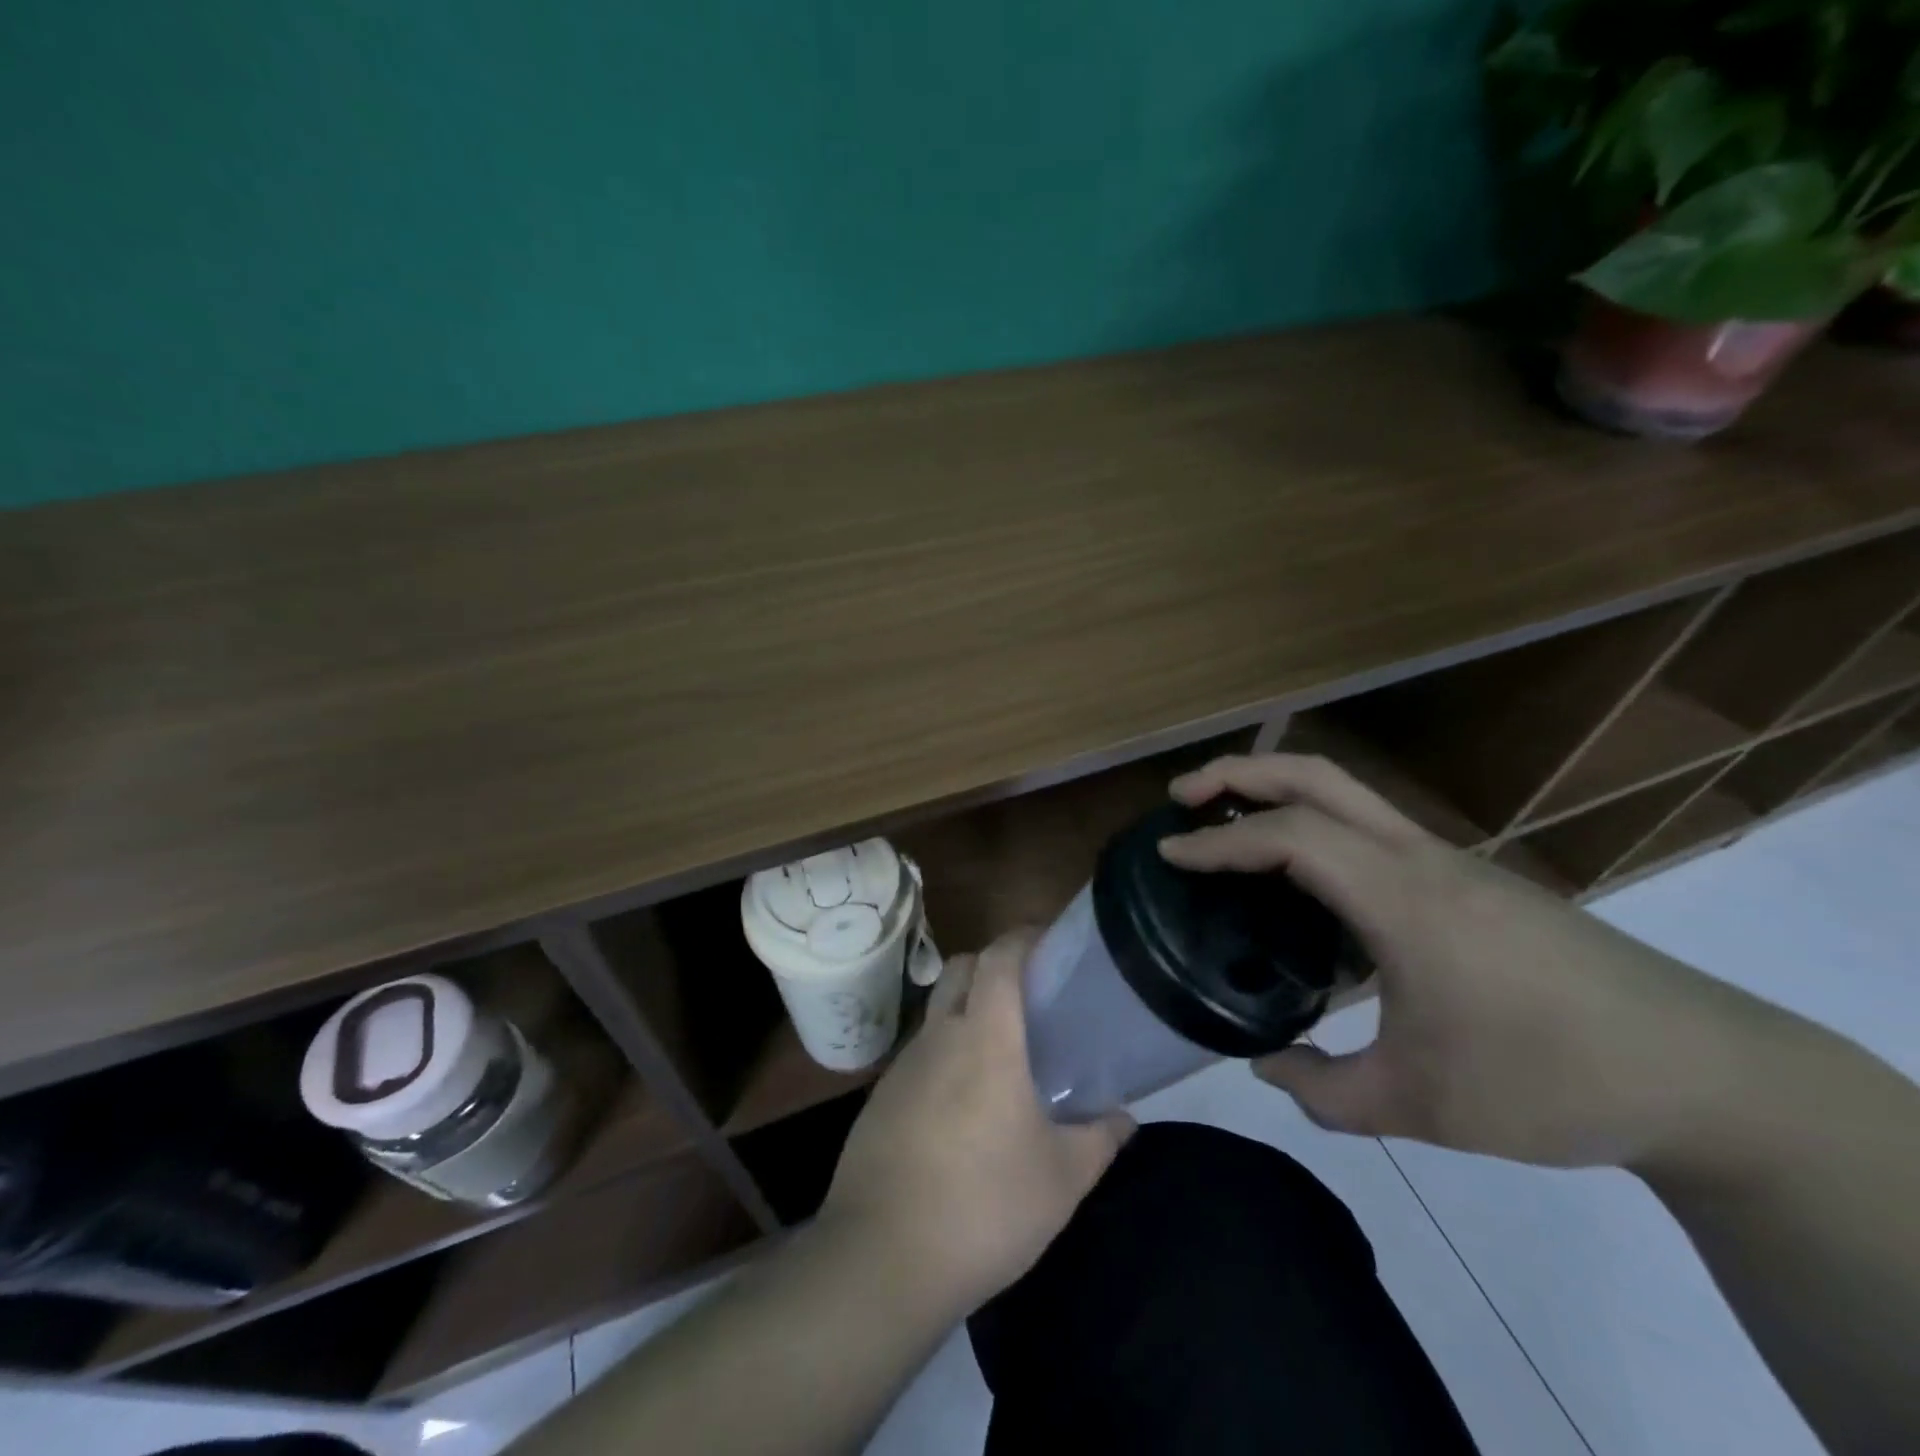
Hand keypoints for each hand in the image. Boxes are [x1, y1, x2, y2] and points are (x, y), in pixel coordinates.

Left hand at [818, 930, 1133, 1316]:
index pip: (999, 957)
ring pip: (937, 1011)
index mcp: (984, 1037)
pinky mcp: (879, 1098)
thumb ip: (1100, 1140)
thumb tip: (1126, 1118)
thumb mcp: (1061, 1180)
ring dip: (966, 1013)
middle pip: (961, 969)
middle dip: (992, 965)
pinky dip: (943, 1057)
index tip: (1048, 942)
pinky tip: (961, 1107)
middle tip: (1028, 997)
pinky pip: (918, 1056)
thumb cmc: (985, 1206)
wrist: (882, 1258)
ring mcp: (902, 1066)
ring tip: (1000, 1057)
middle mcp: (939, 1036)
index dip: (1022, 937)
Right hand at [1157, 753, 1775, 1170]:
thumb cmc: (1551, 1080)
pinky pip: (1370, 829)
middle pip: (1317, 775)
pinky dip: (1314, 827)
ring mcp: (1449, 861)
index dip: (1217, 841)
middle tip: (1182, 795)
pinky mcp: (1469, 879)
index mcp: (1401, 897)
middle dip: (1239, 773)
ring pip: (1347, 793)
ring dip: (1277, 791)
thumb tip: (1265, 1064)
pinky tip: (1301, 882)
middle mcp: (1419, 857)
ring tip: (1226, 823)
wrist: (1706, 1074)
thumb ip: (1324, 1089)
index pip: (1289, 837)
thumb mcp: (1420, 1105)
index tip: (1166, 853)